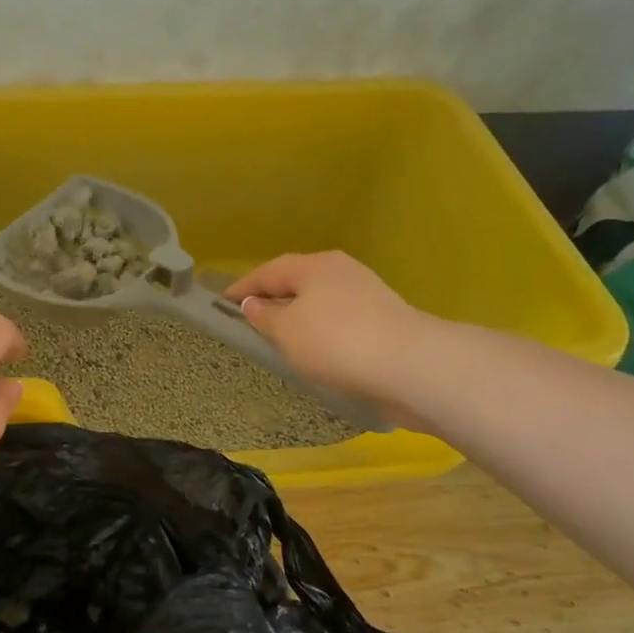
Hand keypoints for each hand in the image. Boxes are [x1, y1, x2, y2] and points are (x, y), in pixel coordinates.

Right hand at [223, 252, 437, 424]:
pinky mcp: (384, 321)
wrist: (411, 366)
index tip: (223, 302)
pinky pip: (340, 322)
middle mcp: (342, 271)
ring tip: (283, 339)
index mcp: (314, 266)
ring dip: (300, 317)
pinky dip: (323, 332)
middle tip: (252, 319)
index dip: (244, 287)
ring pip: (322, 302)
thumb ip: (266, 317)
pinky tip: (318, 352)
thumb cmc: (336, 342)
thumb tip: (254, 304)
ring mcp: (368, 295)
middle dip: (275, 299)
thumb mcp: (288, 332)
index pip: (269, 271)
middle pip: (298, 282)